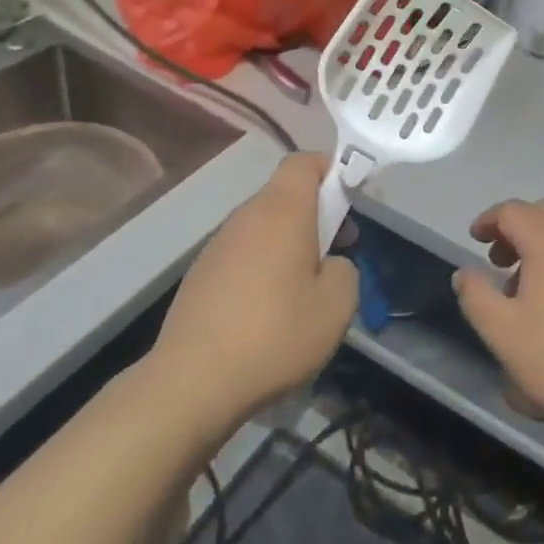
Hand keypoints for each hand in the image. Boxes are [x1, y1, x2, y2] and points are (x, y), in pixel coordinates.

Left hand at [151, 154, 358, 427]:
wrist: (193, 381)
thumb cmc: (274, 335)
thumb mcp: (336, 307)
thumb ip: (344, 271)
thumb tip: (330, 264)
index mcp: (281, 212)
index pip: (303, 162)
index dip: (330, 169)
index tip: (350, 199)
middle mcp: (246, 217)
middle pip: (285, 195)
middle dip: (316, 214)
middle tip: (337, 252)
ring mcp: (218, 245)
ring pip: (264, 226)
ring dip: (289, 243)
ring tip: (305, 289)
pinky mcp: (201, 273)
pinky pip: (243, 253)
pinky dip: (263, 266)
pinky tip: (268, 311)